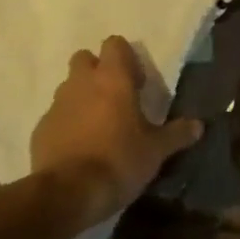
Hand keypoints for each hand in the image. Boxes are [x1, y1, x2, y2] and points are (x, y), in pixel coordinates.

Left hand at [29, 35, 203, 234]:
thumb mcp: (156, 151)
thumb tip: (199, 125)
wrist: (67, 194)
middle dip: (97, 72)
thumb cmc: (118, 161)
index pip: (115, 44)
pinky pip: (55, 116)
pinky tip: (77, 148)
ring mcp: (57, 104)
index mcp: (113, 78)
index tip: (137, 84)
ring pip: (69, 87)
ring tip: (97, 126)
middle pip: (85, 59)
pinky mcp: (40, 128)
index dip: (126, 59)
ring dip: (81, 98)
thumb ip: (177, 134)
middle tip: (114, 99)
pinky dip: (66, 124)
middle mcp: (82, 82)